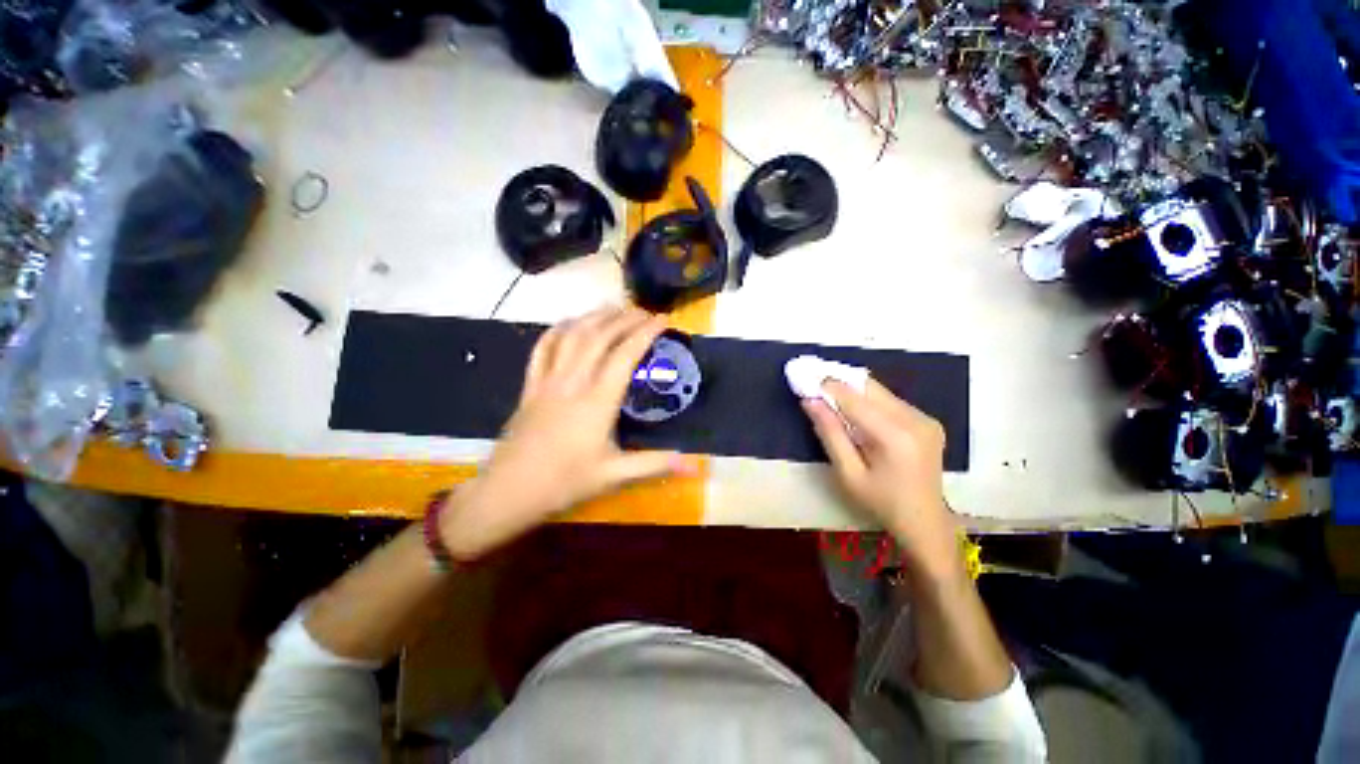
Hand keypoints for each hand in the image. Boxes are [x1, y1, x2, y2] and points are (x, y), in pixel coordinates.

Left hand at [440, 306, 695, 559]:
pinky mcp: (530, 386)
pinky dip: (557, 330)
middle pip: (599, 337)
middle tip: (643, 312)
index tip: (662, 319)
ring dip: (594, 317)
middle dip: (624, 318)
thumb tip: (693, 463)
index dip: (645, 333)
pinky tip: (569, 324)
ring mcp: (548, 381)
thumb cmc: (565, 482)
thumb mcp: (614, 475)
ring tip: (613, 308)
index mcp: (598, 401)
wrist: (510, 491)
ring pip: (571, 336)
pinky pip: (542, 348)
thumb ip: (654, 463)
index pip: (625, 355)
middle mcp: (573, 382)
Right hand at [802, 379, 960, 580]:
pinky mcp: (927, 421)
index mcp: (895, 437)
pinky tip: (856, 413)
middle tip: (815, 383)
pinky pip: (891, 401)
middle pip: (870, 388)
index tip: (805, 377)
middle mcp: (915, 420)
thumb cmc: (881, 503)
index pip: (855, 399)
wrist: (925, 522)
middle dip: (840, 383)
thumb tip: (810, 401)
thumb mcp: (848, 474)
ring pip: (880, 392)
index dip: (828, 386)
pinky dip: (869, 401)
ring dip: (854, 391)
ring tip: (830, 398)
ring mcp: (925, 419)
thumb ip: (829, 434)